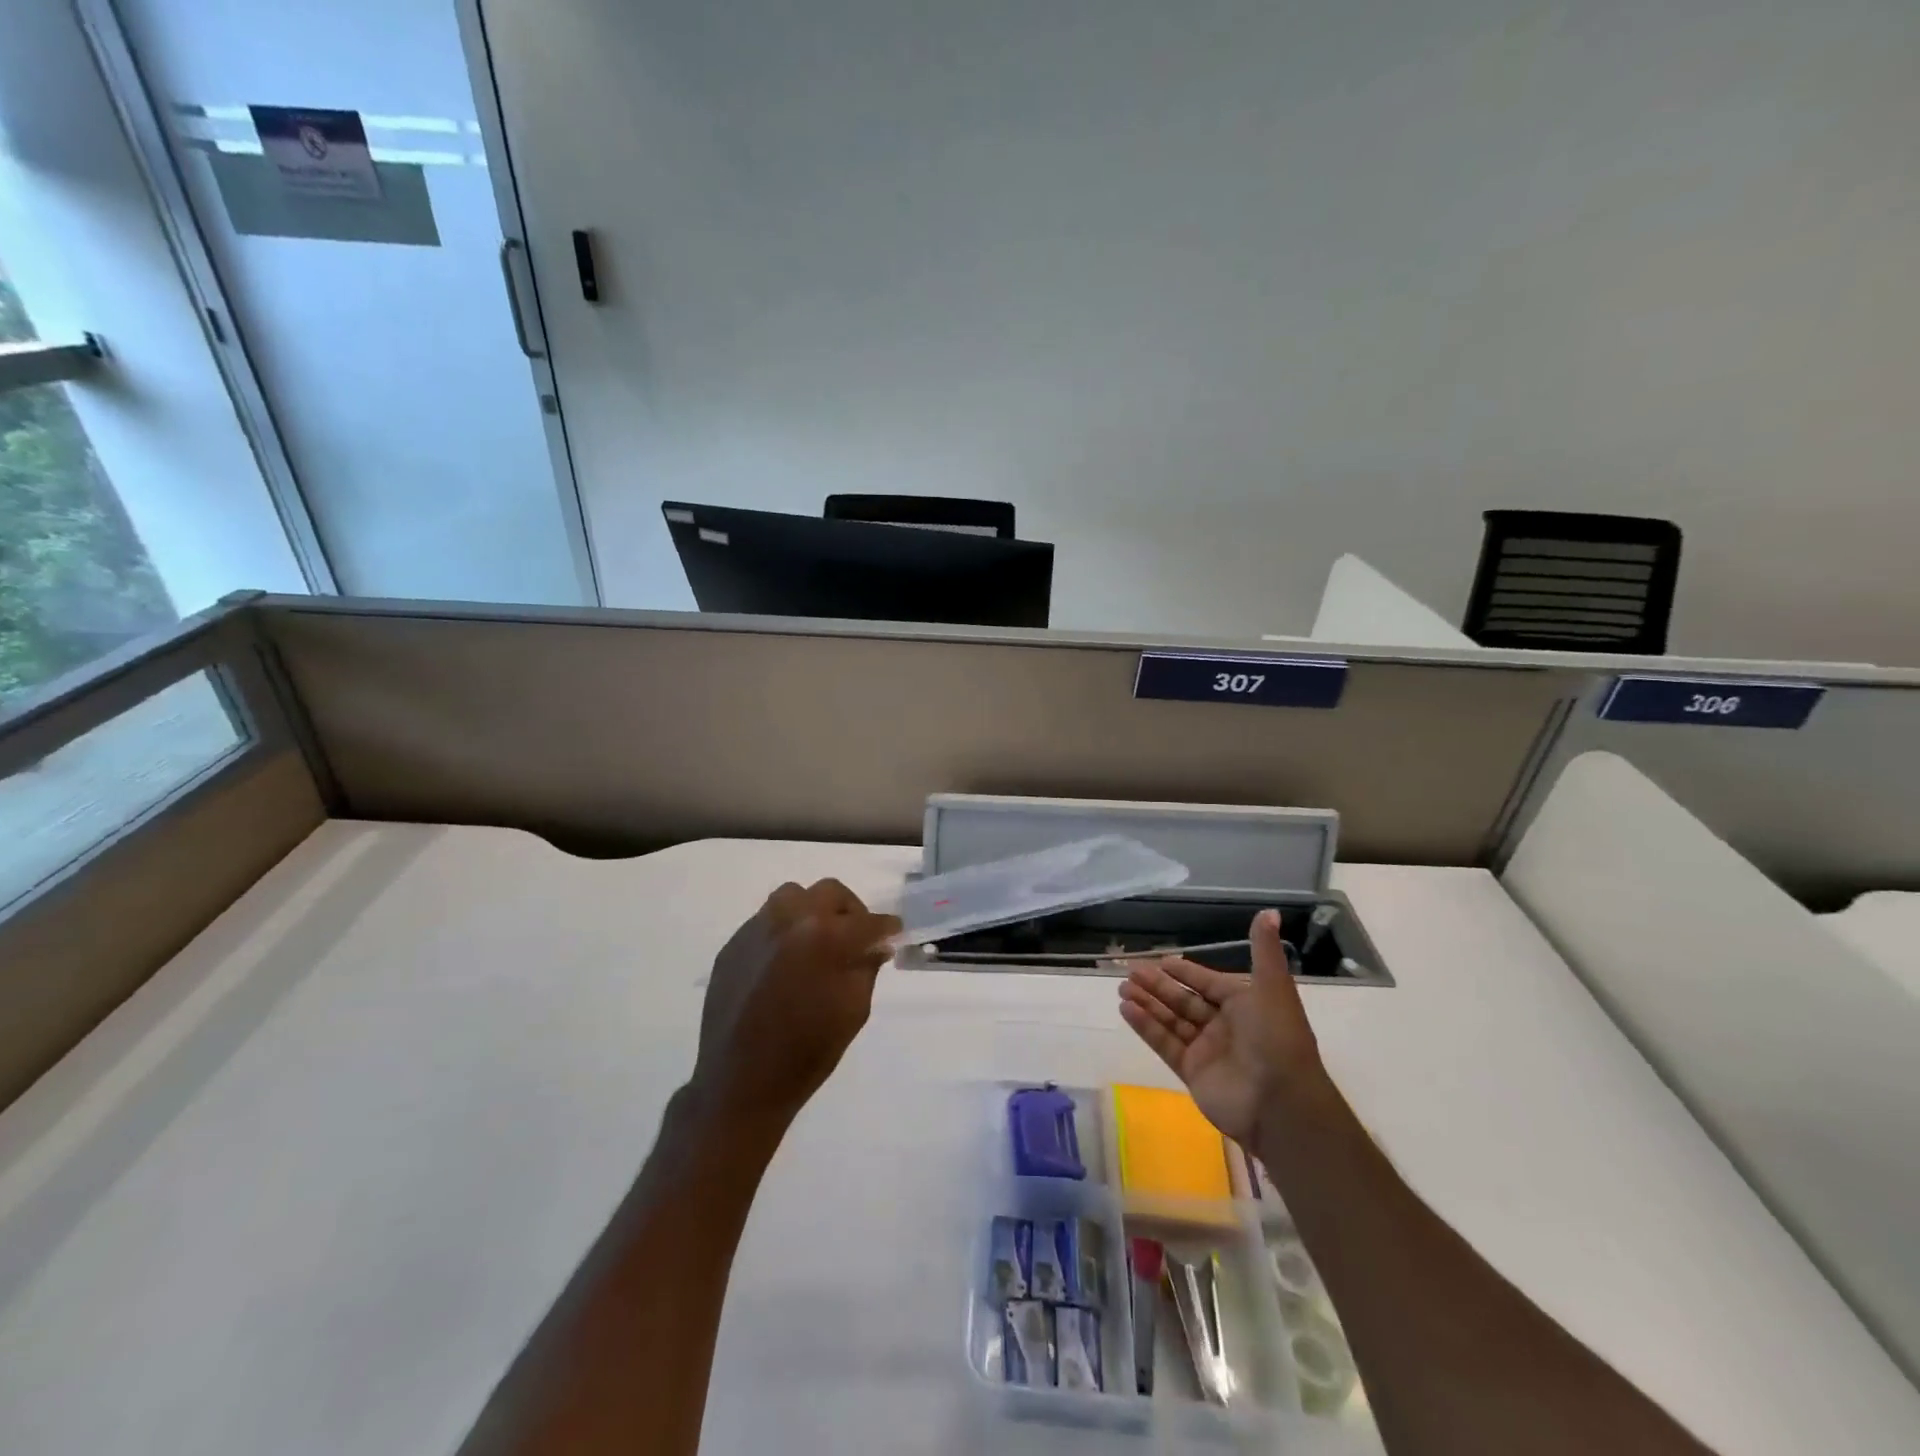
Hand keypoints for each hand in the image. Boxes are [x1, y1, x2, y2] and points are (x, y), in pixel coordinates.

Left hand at [689, 879, 901, 1127]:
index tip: (893, 935)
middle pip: (830, 892)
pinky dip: (783, 931)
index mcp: (826, 937)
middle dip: (850, 911)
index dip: (887, 928)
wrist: (741, 1082)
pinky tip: (784, 963)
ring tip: (816, 942)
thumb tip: (875, 944)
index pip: (869, 921)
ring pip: (793, 896)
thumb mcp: (854, 1010)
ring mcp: (757, 928)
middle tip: (855, 938)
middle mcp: (791, 920)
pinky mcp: (733, 944)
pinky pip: (766, 921)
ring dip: (812, 912)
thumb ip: (867, 966)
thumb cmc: (808, 1052)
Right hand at [1116, 909, 1326, 1145]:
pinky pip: (1165, 1044)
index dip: (1185, 972)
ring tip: (1122, 988)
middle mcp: (1224, 1026)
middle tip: (1130, 971)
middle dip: (1158, 986)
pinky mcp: (1192, 1072)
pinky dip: (1146, 1026)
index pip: (1208, 983)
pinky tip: (1127, 1010)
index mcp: (1244, 1004)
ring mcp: (1207, 1051)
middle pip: (1184, 1001)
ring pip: (1171, 1020)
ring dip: (1148, 1003)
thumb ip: (1263, 951)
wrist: (1281, 1103)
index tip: (1161, 961)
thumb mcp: (1273, 988)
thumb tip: (1269, 911)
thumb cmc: (1277, 1038)